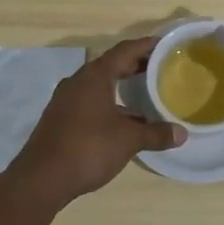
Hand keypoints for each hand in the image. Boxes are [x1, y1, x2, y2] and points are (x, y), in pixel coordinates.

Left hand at [10, 36, 184, 202]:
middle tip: (160, 67)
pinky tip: (123, 120)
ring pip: (99, 84)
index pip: (125, 50)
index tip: (165, 45)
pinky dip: (109, 103)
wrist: (41, 179)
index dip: (146, 46)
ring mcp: (66, 100)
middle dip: (135, 65)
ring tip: (145, 93)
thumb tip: (182, 133)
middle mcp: (78, 81)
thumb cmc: (88, 148)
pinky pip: (90, 101)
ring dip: (121, 86)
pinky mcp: (60, 118)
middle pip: (111, 65)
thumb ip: (155, 134)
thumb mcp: (128, 140)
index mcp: (95, 76)